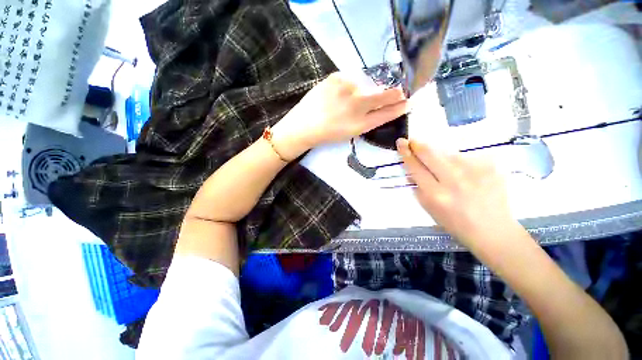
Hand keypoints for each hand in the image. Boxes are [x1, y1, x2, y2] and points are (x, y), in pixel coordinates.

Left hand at [272, 72, 408, 159]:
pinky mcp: (336, 77)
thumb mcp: (352, 132)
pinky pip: (353, 77)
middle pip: (387, 94)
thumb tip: (385, 105)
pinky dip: (353, 84)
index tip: (408, 101)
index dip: (401, 106)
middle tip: (398, 92)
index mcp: (361, 124)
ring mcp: (347, 88)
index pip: (389, 112)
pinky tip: (342, 93)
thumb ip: (370, 119)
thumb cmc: (328, 133)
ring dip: (369, 89)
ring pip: (370, 83)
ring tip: (353, 99)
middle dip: (396, 93)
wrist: (304, 126)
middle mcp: (358, 104)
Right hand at [396, 138, 521, 251]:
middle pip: (429, 153)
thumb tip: (410, 170)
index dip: (406, 153)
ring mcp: (474, 171)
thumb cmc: (455, 222)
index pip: (415, 167)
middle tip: (412, 140)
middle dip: (418, 144)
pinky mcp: (490, 166)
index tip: (401, 142)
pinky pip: (466, 156)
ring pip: (448, 152)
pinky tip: (465, 173)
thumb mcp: (428, 208)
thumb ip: (417, 187)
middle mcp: (453, 181)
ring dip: (440, 155)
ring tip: (445, 167)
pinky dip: (460, 161)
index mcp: (435, 195)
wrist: (493, 229)